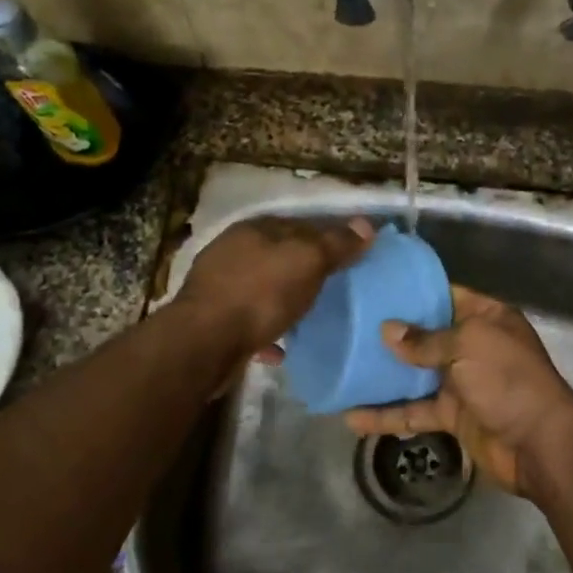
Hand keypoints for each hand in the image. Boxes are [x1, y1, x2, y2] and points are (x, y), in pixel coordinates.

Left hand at [175, 215, 373, 357]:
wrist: (206, 342)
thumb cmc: (260, 293)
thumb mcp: (307, 261)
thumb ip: (336, 243)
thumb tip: (366, 225)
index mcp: (255, 229)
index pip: (300, 224)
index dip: (327, 236)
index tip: (351, 256)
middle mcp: (233, 251)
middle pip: (279, 256)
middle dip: (304, 269)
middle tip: (335, 287)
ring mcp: (219, 286)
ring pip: (263, 288)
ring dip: (284, 300)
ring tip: (310, 317)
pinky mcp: (213, 320)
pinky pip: (250, 322)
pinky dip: (267, 331)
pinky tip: (282, 348)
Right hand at [344, 286, 572, 497]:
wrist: (539, 445)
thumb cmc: (508, 381)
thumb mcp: (470, 346)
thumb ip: (427, 339)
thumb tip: (388, 331)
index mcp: (486, 319)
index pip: (446, 296)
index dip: (413, 292)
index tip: (375, 289)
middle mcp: (474, 346)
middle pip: (426, 335)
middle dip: (391, 334)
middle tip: (348, 326)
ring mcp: (462, 382)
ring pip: (415, 375)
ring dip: (383, 376)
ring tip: (342, 370)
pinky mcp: (452, 416)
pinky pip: (415, 411)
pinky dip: (387, 415)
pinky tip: (353, 418)